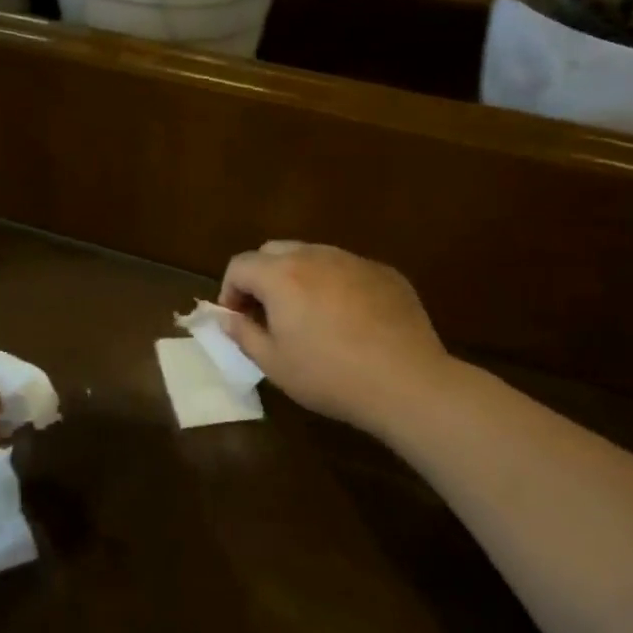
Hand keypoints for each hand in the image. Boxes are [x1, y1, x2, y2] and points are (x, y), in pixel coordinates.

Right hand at [219, 242, 460, 439]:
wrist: (406, 381)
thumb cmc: (329, 376)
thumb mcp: (274, 364)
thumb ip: (243, 334)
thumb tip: (226, 317)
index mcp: (281, 275)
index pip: (239, 265)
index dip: (229, 290)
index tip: (237, 319)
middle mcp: (315, 255)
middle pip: (273, 251)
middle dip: (261, 277)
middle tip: (267, 313)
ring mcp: (353, 260)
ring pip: (312, 256)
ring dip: (298, 278)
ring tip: (308, 315)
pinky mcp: (384, 272)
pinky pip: (347, 269)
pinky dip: (335, 285)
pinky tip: (348, 320)